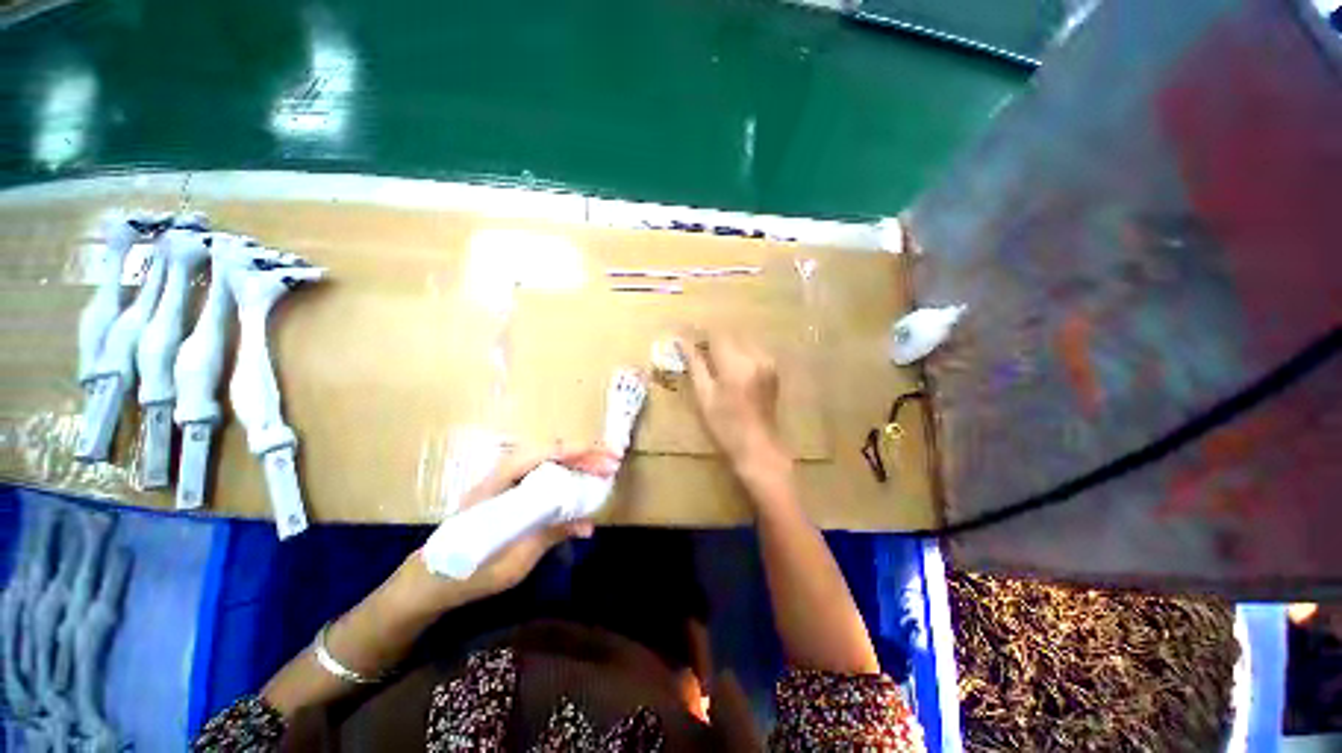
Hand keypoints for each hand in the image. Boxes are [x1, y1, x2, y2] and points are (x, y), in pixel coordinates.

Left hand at [398, 444, 618, 612]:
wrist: (430, 580)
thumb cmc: (467, 569)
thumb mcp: (512, 558)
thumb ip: (549, 534)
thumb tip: (588, 524)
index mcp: (501, 481)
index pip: (545, 453)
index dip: (579, 452)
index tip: (607, 457)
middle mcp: (505, 474)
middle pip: (551, 453)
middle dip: (585, 455)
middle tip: (613, 464)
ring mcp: (507, 483)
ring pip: (549, 463)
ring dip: (578, 465)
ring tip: (603, 472)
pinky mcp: (511, 494)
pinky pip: (544, 478)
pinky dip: (566, 479)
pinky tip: (580, 492)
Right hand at [678, 331, 790, 477]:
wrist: (758, 447)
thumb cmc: (725, 426)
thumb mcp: (704, 395)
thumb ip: (695, 364)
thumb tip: (681, 341)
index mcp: (737, 364)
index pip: (716, 335)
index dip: (699, 333)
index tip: (685, 335)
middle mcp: (756, 357)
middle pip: (730, 335)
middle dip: (712, 338)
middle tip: (695, 349)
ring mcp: (767, 362)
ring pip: (741, 341)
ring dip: (725, 345)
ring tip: (710, 359)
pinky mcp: (772, 369)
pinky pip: (751, 350)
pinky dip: (738, 353)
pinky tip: (728, 367)